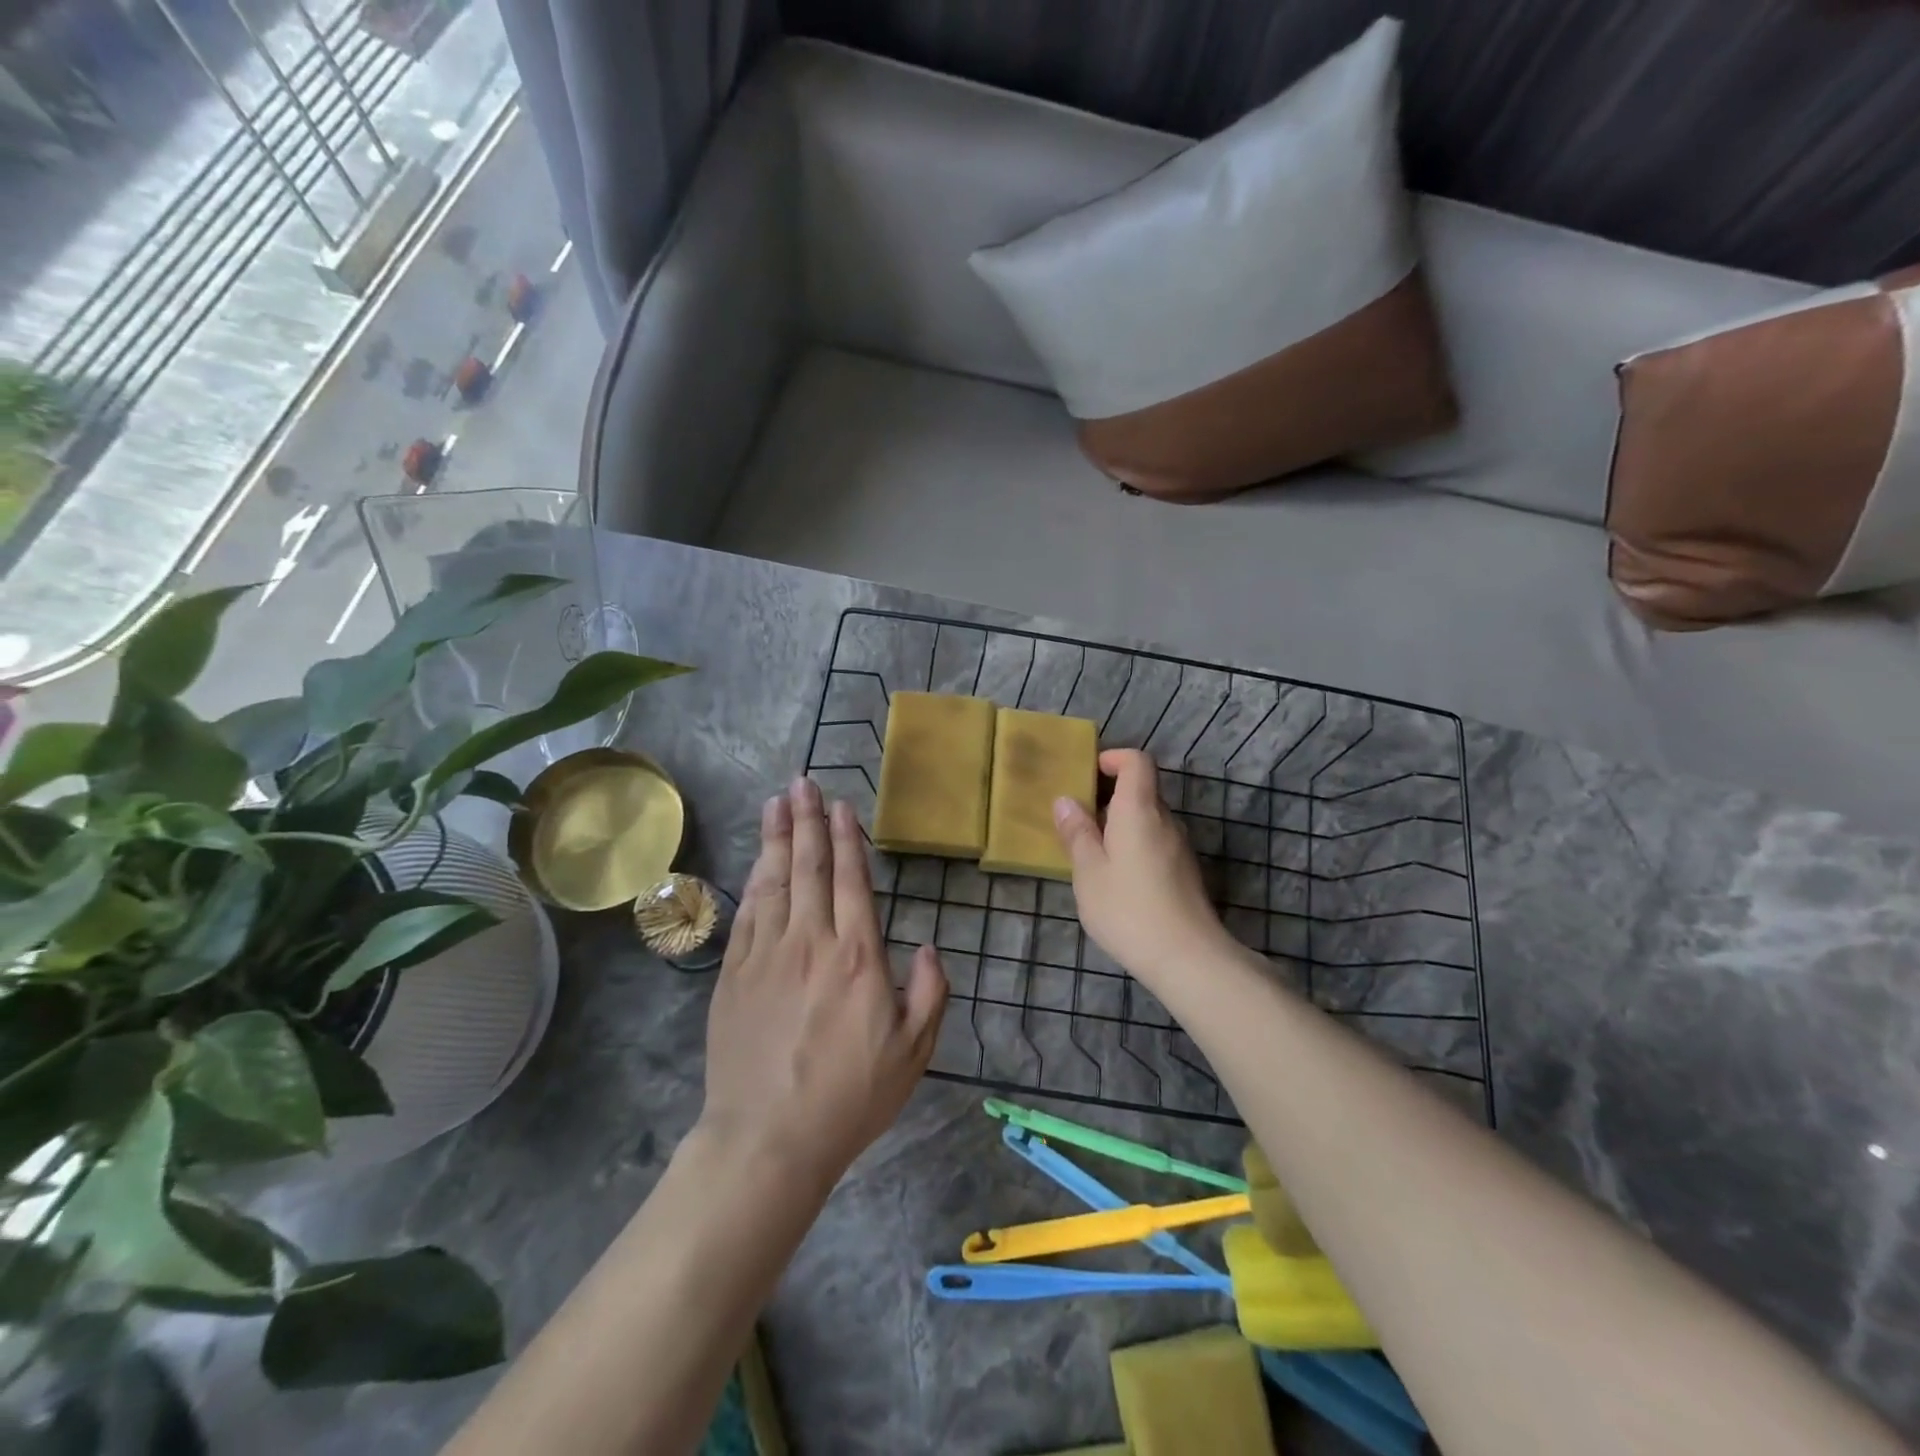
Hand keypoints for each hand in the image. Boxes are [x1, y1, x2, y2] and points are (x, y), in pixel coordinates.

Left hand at [698, 778, 947, 1196]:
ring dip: (777, 837)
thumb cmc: (849, 1097)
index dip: (847, 839)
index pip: (852, 881)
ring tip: (777, 802)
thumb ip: (929, 994)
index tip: (841, 805)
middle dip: (808, 820)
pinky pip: (748, 913)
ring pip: (774, 881)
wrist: (767, 1139)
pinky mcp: (734, 973)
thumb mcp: (913, 1053)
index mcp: (858, 956)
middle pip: (810, 867)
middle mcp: (811, 941)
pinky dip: (755, 879)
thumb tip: (928, 948)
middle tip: (803, 782)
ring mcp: (766, 954)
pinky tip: (758, 860)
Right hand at [1053, 749, 1233, 981]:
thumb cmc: (1128, 908)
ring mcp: (1180, 847)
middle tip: (1077, 817)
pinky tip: (1115, 877)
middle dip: (1109, 795)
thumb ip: (1077, 833)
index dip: (1113, 758)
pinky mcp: (1185, 872)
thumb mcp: (1089, 871)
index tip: (1087, 773)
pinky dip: (1133, 844)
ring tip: (1090, 850)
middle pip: (1141, 790)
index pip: (1137, 761)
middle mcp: (1165, 820)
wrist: (1188, 958)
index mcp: (1139, 810)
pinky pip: (1155, 842)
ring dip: (1120, 823)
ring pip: (1148, 819)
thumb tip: (1066, 800)